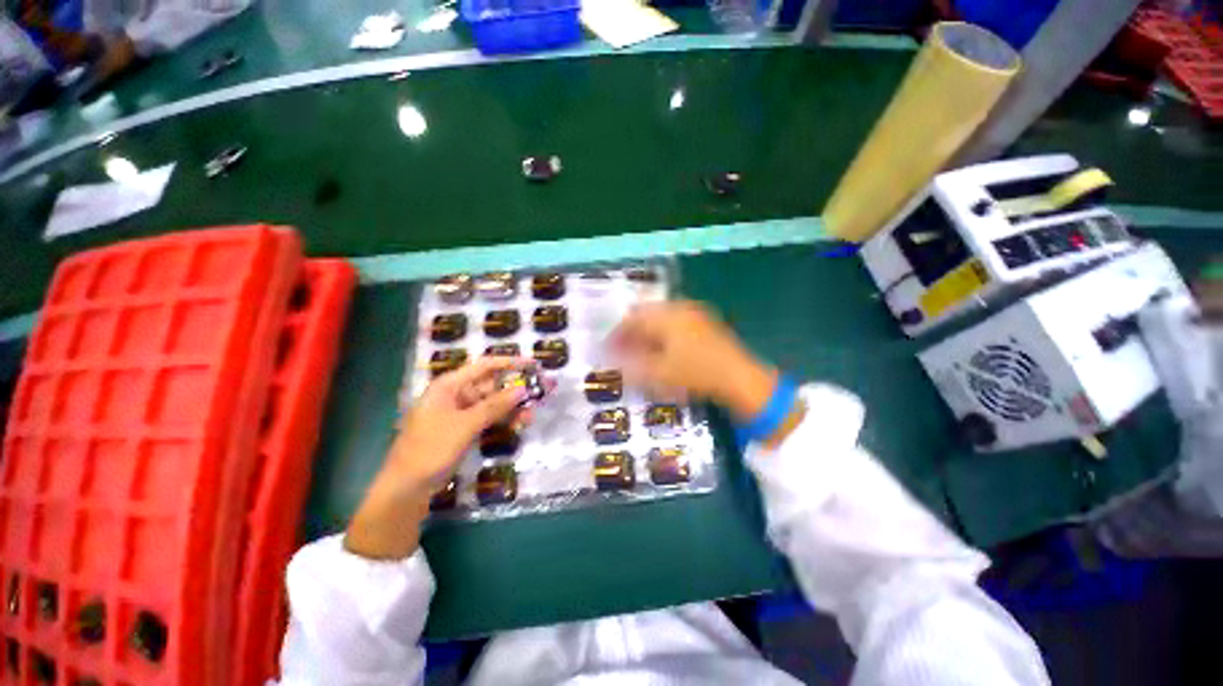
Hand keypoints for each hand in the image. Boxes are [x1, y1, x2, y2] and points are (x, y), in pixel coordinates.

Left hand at [345, 357, 531, 559]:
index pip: (485, 366)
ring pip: (493, 403)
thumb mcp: (466, 425)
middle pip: (492, 385)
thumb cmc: (431, 448)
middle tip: (540, 391)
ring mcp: (461, 413)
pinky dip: (503, 420)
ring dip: (512, 407)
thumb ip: (496, 406)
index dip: (510, 363)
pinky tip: (519, 424)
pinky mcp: (465, 429)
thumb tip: (523, 390)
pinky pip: (489, 418)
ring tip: (532, 414)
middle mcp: (456, 395)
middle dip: (515, 389)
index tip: (533, 364)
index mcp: (450, 385)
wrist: (408, 488)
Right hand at [610, 301, 777, 421]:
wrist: (741, 379)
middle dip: (632, 332)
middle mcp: (680, 308)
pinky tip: (662, 351)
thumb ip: (632, 365)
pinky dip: (663, 335)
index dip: (617, 333)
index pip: (633, 318)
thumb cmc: (696, 375)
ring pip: (661, 319)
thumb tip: (612, 359)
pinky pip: (675, 324)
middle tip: (622, 350)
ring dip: (647, 333)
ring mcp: (695, 314)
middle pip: (647, 315)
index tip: (607, 347)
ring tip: (639, 352)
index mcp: (667, 315)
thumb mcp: (659, 374)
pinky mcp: (706, 324)